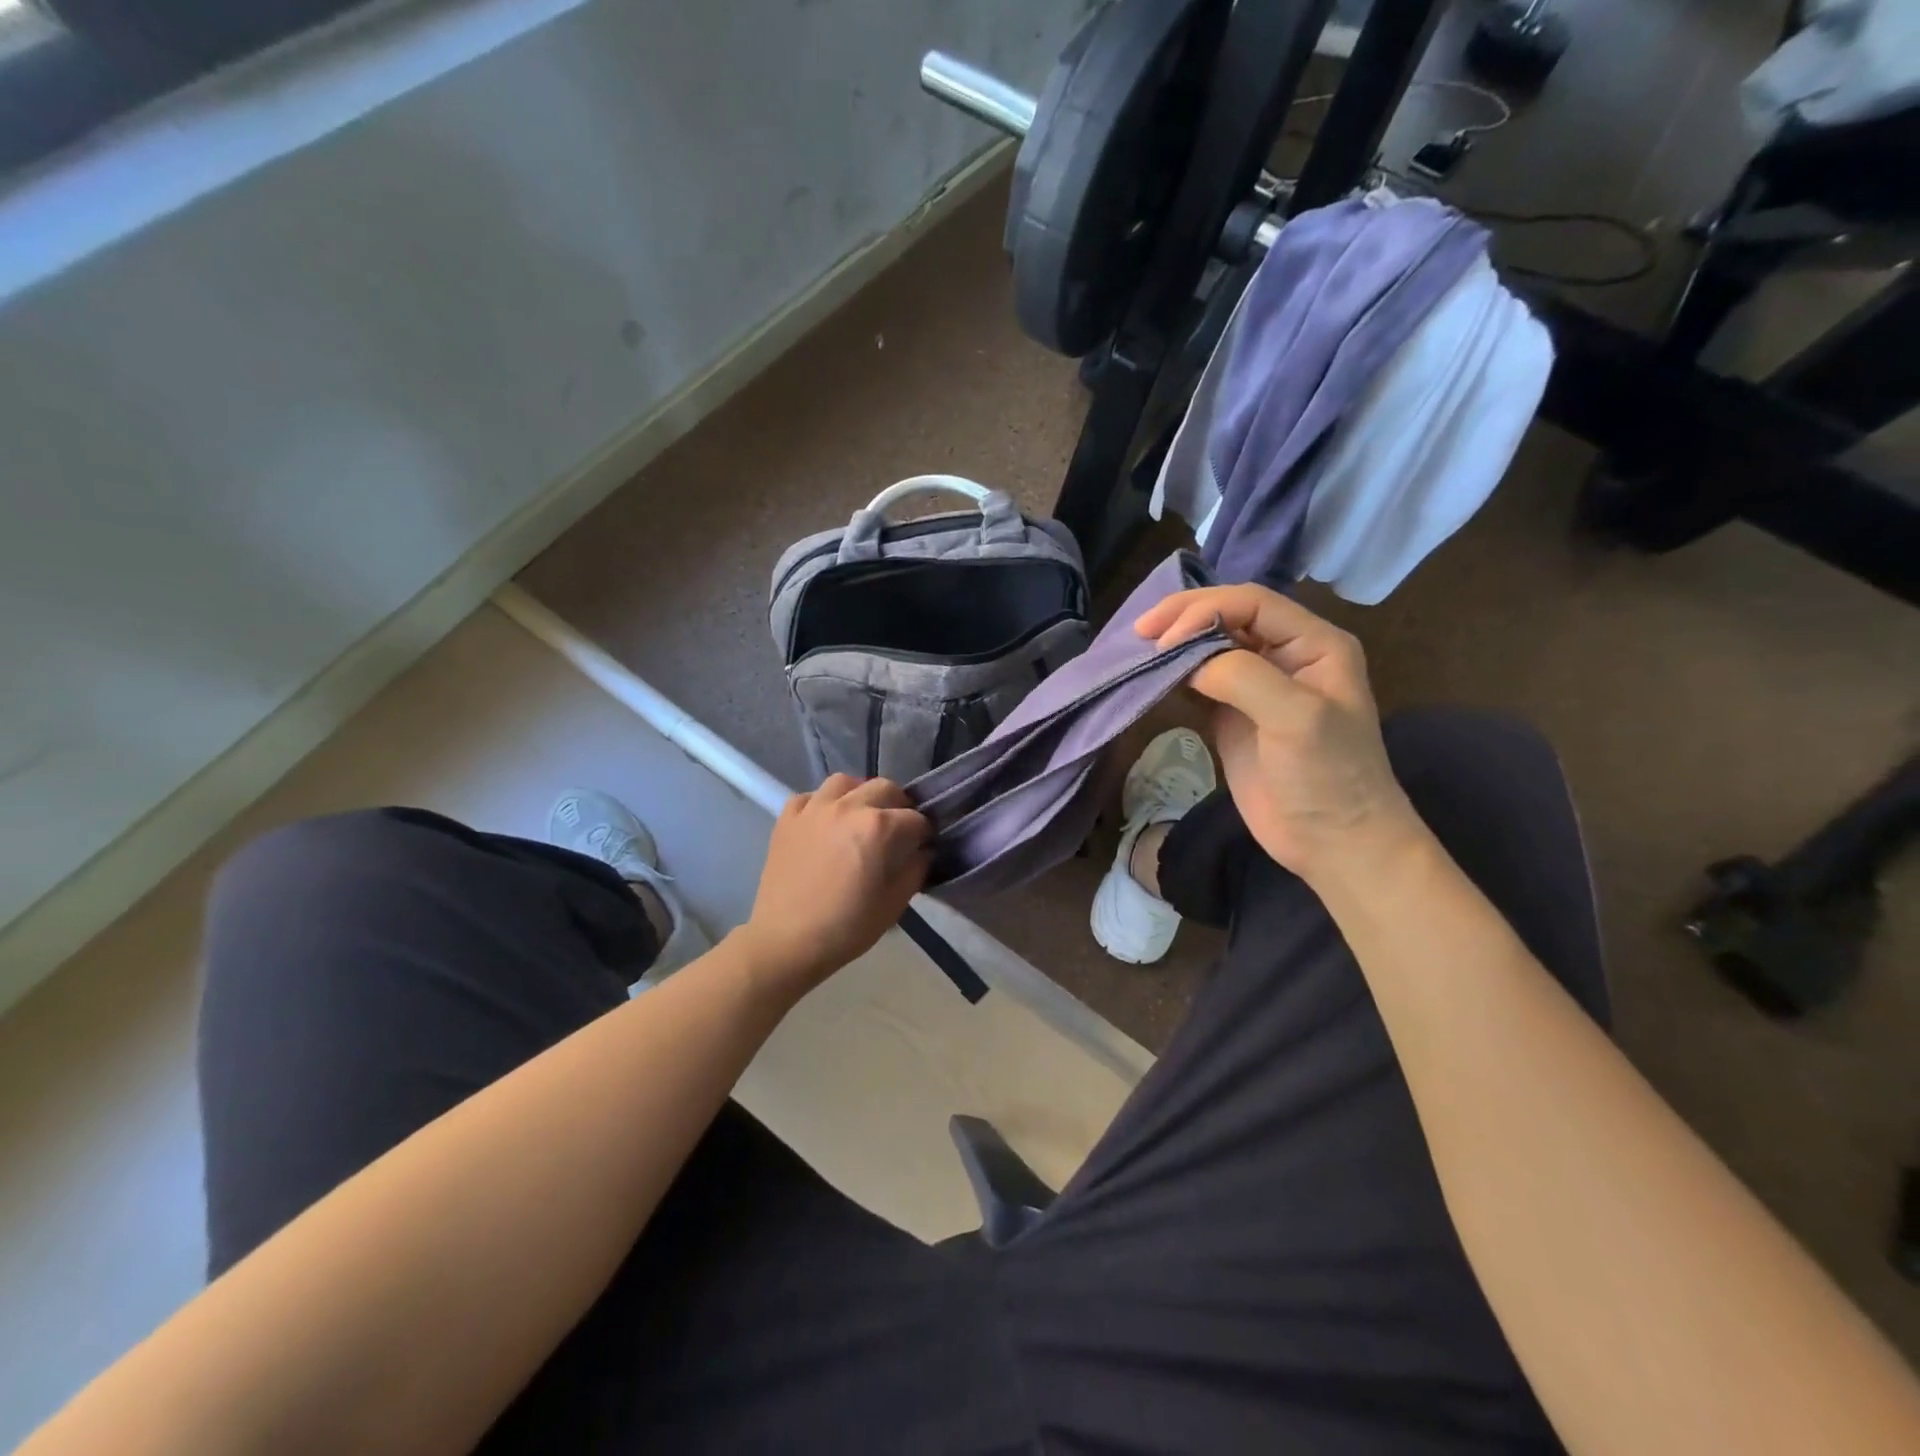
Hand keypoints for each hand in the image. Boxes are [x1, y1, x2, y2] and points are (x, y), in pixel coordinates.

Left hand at [738, 775, 931, 1000]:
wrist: (787, 941)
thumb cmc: (847, 927)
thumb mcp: (893, 904)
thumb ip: (915, 871)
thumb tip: (923, 852)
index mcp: (879, 827)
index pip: (915, 819)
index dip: (923, 834)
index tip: (922, 847)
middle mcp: (848, 807)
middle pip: (884, 788)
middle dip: (898, 806)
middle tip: (896, 830)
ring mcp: (814, 808)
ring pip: (845, 782)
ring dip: (859, 794)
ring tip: (860, 815)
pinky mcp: (787, 818)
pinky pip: (809, 796)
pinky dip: (821, 804)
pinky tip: (824, 822)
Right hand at [1136, 585, 1424, 881]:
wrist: (1332, 843)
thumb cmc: (1328, 777)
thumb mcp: (1295, 717)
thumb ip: (1242, 675)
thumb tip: (1186, 660)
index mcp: (1314, 643)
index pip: (1252, 604)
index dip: (1205, 610)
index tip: (1164, 639)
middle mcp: (1286, 655)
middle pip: (1228, 617)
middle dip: (1184, 619)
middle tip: (1140, 632)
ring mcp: (1258, 686)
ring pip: (1210, 647)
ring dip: (1175, 644)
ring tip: (1138, 649)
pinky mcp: (1234, 714)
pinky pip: (1200, 681)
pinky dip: (1174, 674)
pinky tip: (1152, 675)